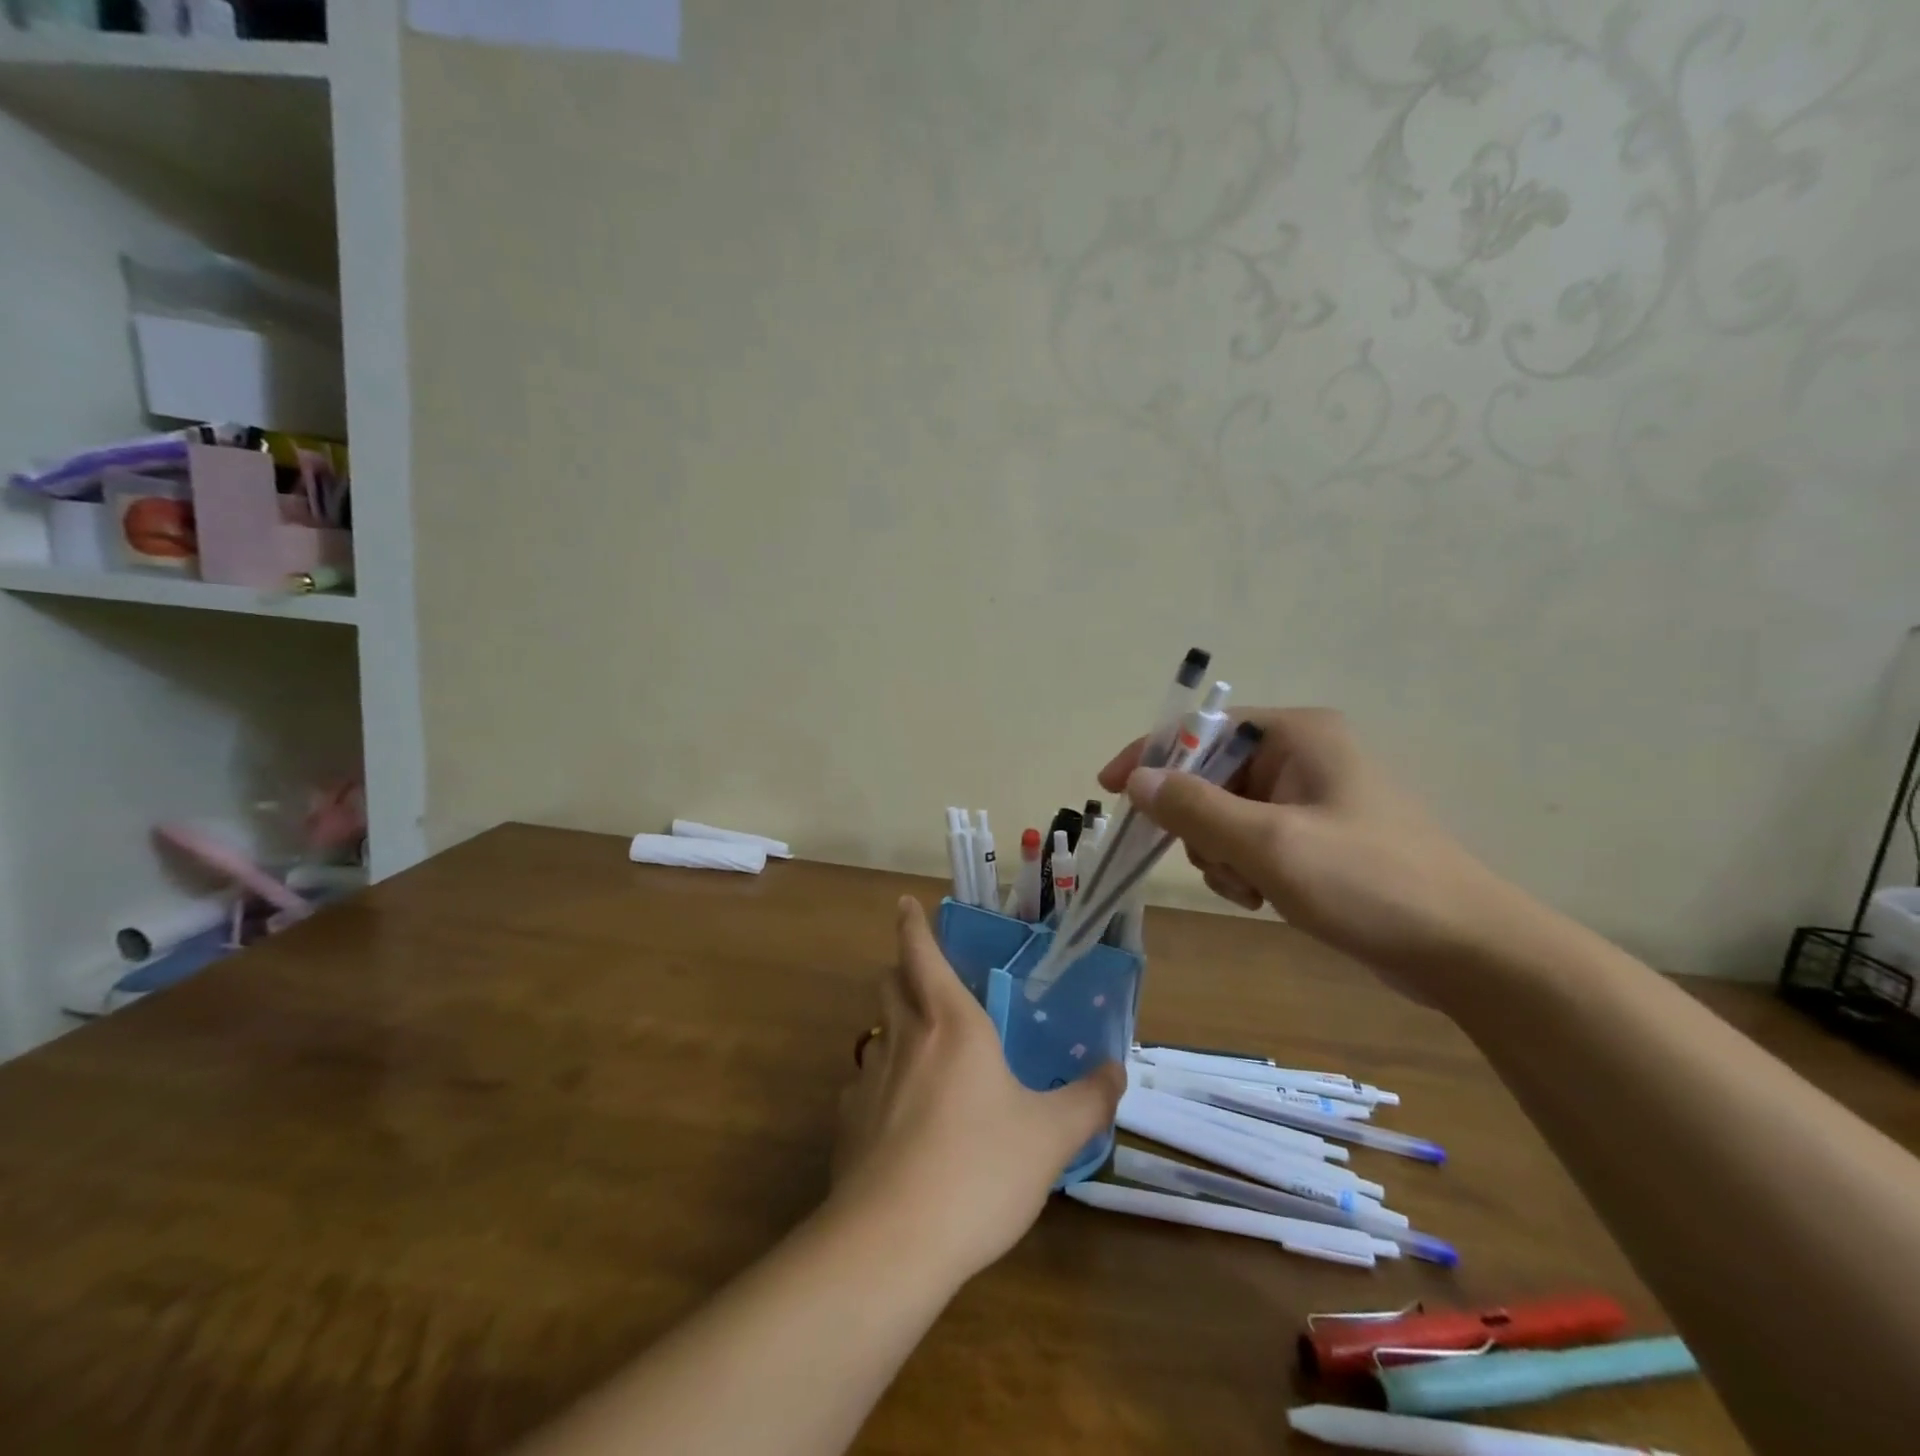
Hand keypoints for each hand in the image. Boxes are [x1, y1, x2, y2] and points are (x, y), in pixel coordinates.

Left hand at [829, 899, 1125, 1283]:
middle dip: (902, 971)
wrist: (893, 1241)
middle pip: (889, 983)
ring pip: (876, 1032)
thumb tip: (1116, 1071)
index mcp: (952, 1024)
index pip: (922, 954)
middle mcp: (904, 1038)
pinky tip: (900, 1121)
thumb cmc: (980, 1169)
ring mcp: (869, 1080)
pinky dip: (880, 1087)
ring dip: (894, 1029)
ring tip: (920, 1053)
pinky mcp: (847, 1124)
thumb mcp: (1051, 1136)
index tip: (904, 904)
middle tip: (925, 981)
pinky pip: (863, 1087)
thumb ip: (1088, 1100)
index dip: (912, 925)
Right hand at [1098, 709, 1517, 990]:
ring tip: (1251, 887)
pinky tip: (1264, 898)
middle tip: (1214, 860)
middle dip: (1200, 823)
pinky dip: (1245, 868)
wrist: (1467, 951)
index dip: (1151, 756)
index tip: (1110, 789)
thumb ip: (1194, 808)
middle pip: (1211, 775)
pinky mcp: (1319, 836)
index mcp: (1298, 735)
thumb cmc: (1368, 883)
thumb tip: (1136, 779)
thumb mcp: (1270, 843)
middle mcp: (1304, 755)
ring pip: (1226, 815)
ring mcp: (1313, 797)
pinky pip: (1253, 840)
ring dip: (1221, 853)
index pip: (1201, 729)